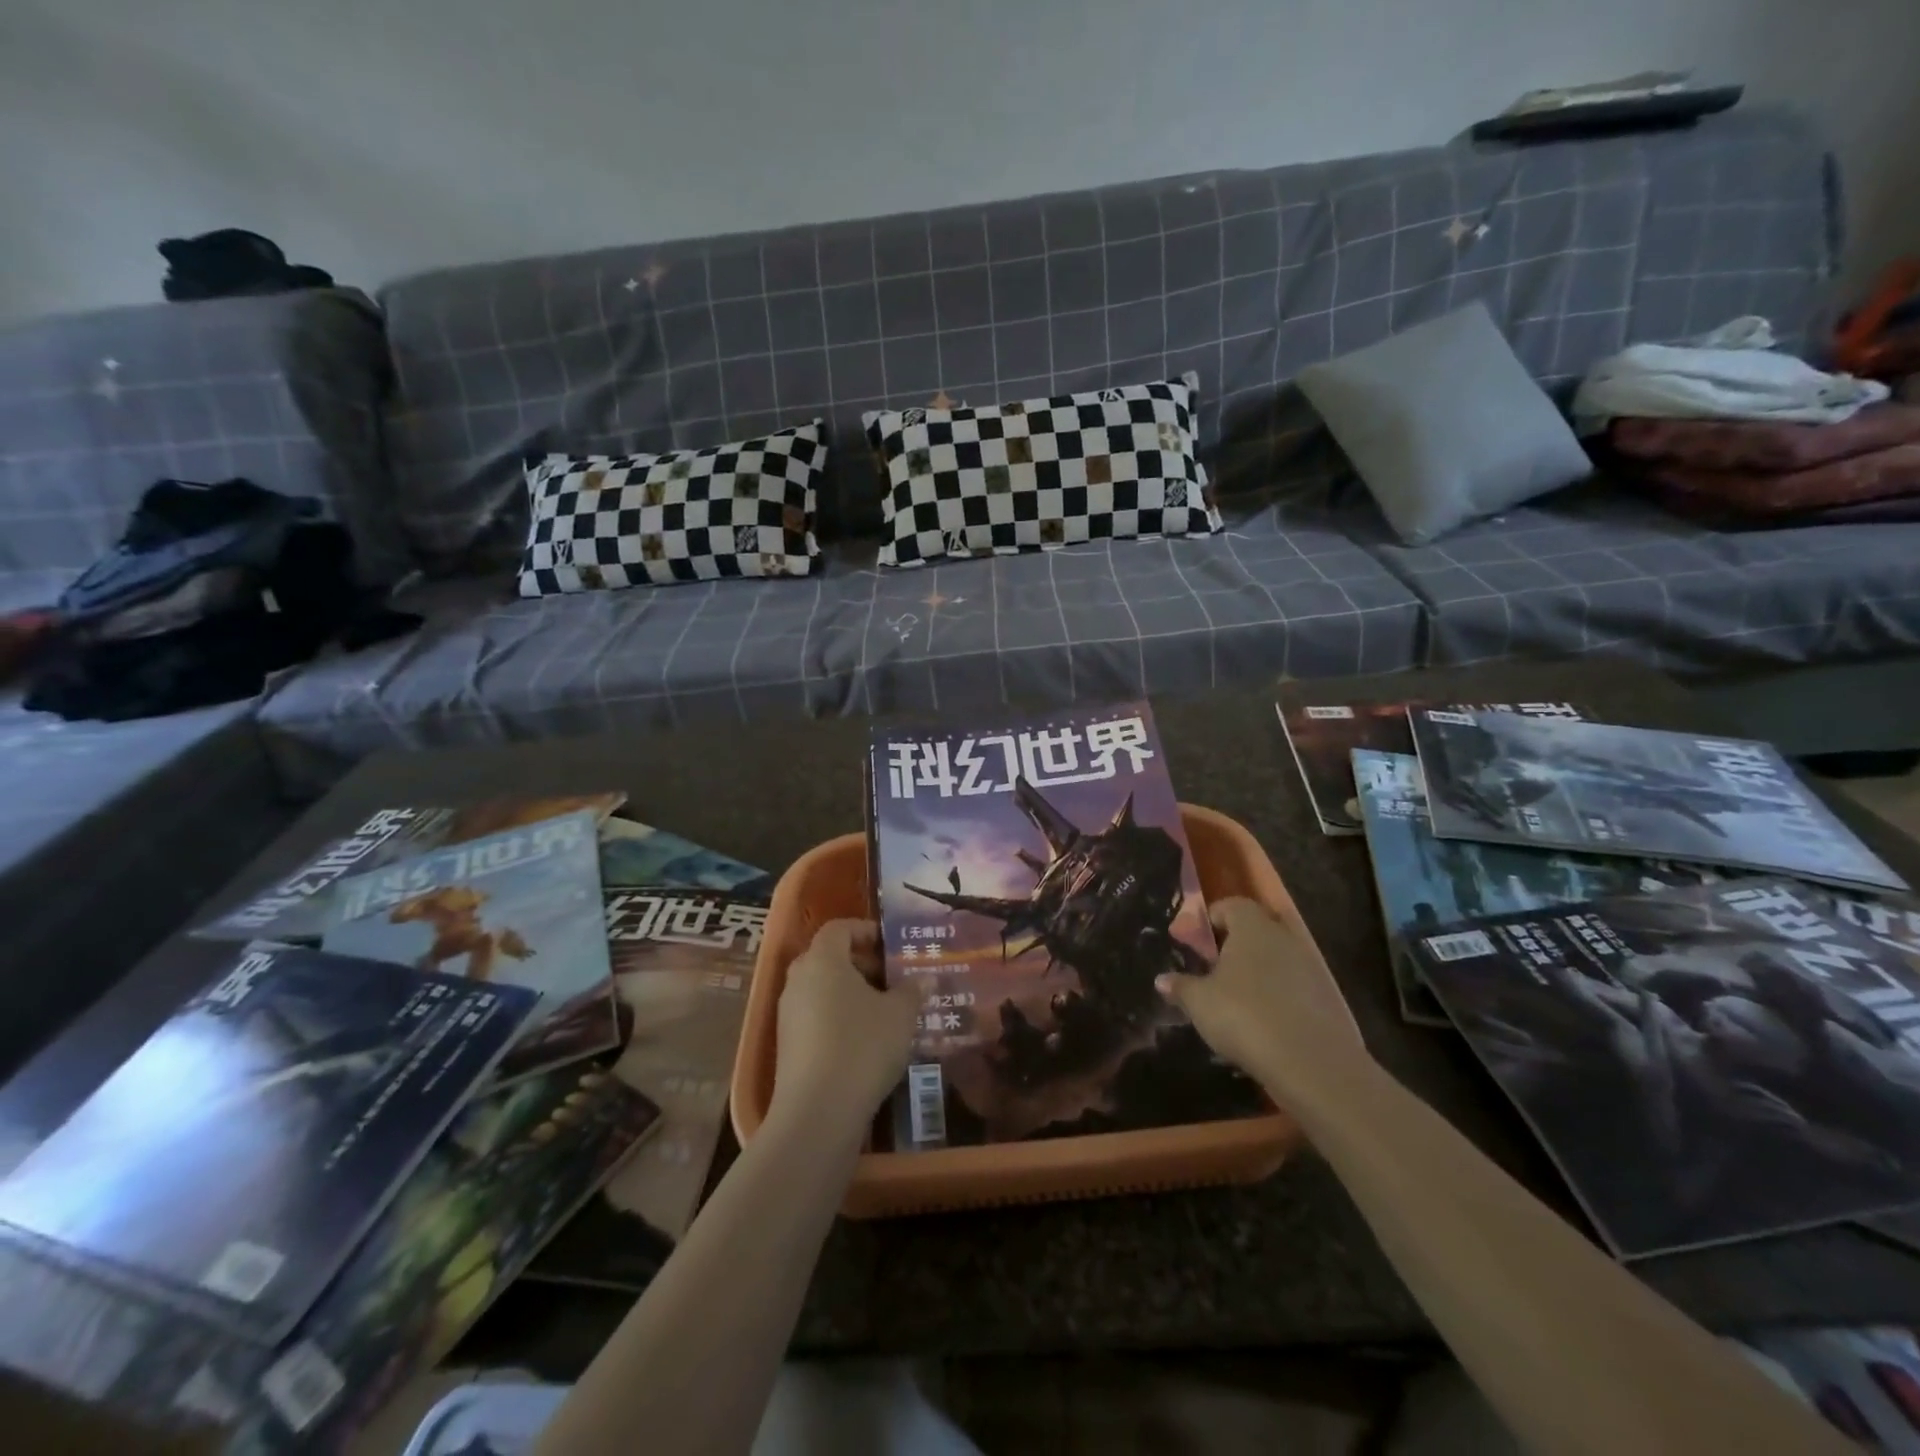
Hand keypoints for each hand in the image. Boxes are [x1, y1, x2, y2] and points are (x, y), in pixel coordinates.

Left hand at [772, 920, 917, 1134]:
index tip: (890, 945)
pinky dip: (839, 1018)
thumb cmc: (862, 1046)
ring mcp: (788, 1015)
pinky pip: (815, 1017)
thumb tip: (924, 979)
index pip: (838, 928)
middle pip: (828, 958)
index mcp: (822, 960)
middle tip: (893, 979)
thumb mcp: (900, 1015)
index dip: (865, 931)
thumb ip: (912, 991)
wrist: (818, 1112)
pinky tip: (866, 1041)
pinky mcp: (787, 1046)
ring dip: (851, 993)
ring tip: (885, 1012)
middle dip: (862, 964)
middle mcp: (799, 980)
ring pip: (822, 989)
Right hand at [1157, 897, 1366, 1099]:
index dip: (1209, 920)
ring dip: (1257, 972)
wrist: (1312, 1063)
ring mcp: (1310, 966)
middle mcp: (1284, 937)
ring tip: (1235, 1000)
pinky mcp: (1327, 997)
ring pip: (1276, 958)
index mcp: (1252, 927)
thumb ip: (1180, 986)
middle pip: (1255, 930)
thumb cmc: (1244, 1016)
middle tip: (1212, 971)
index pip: (1230, 905)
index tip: (1194, 944)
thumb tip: (1162, 980)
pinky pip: (1293, 985)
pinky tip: (1263, 1022)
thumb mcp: (1199, 1002)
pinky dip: (1277, 995)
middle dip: (1233, 946)